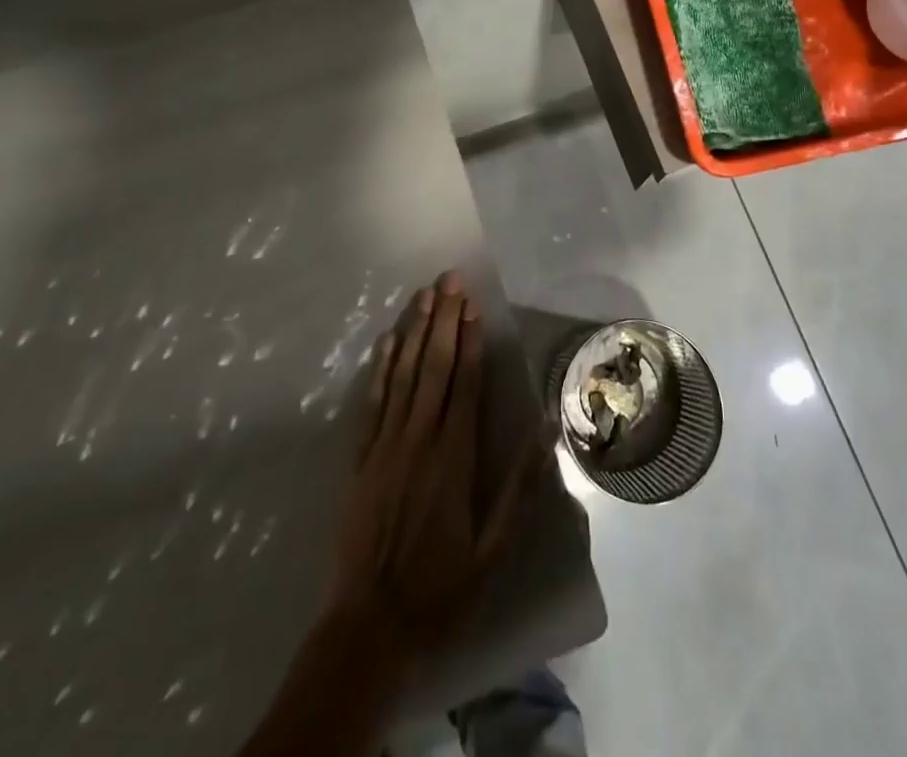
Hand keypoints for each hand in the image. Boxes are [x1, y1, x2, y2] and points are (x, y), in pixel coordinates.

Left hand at [328, 271, 541, 654]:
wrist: (370, 627)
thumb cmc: (441, 588)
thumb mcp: (493, 549)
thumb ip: (520, 486)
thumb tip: (547, 429)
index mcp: (454, 458)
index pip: (463, 385)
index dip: (469, 342)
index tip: (473, 307)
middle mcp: (418, 439)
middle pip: (433, 367)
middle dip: (443, 320)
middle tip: (450, 279)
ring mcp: (384, 445)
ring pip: (402, 375)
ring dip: (414, 331)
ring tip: (424, 294)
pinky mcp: (359, 458)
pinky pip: (372, 402)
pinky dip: (380, 368)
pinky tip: (387, 340)